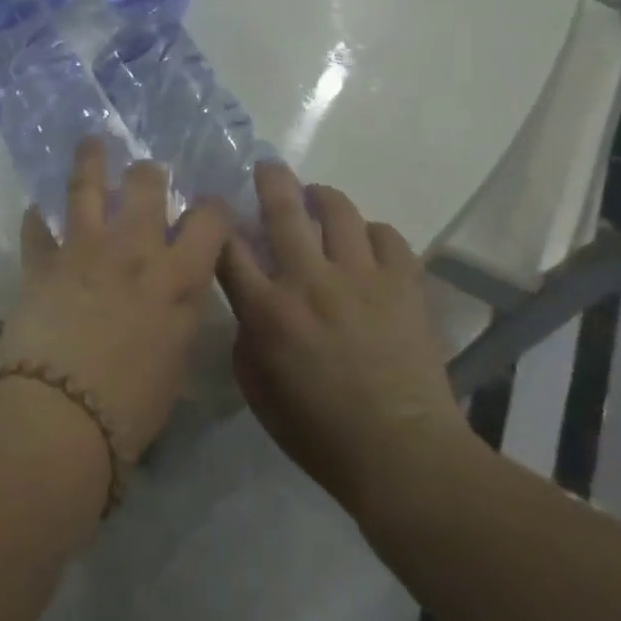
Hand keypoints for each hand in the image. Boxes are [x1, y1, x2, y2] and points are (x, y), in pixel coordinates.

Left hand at [0, 138, 231, 461]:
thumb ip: (181, 314)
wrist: (61, 415)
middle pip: (146, 184)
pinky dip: (37, 218)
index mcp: (178, 276)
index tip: (209, 207)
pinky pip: (37, 227)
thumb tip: (177, 294)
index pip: (209, 219)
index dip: (213, 207)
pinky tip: (37, 210)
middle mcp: (134, 249)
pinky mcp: (42, 261)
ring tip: (92, 142)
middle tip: (146, 174)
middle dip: (149, 173)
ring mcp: (84, 248)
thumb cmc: (131, 405)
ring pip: (87, 185)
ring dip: (90, 160)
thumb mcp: (177, 359)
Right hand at [219, 164, 477, 519]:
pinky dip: (371, 233)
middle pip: (283, 209)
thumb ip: (246, 339)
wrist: (401, 452)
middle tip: (268, 167)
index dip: (218, 220)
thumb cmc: (319, 433)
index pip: (229, 248)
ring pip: (338, 209)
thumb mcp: (258, 393)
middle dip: (270, 179)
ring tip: (318, 198)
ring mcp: (360, 277)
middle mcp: (309, 281)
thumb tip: (251, 303)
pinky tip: (366, 244)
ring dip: (322, 196)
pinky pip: (386, 235)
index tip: (217, 207)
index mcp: (267, 311)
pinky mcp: (402, 282)